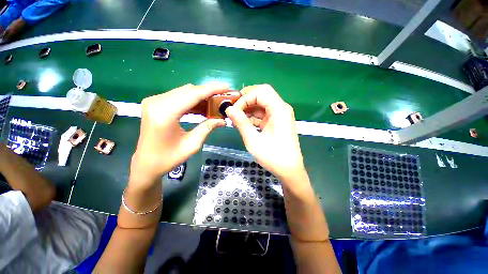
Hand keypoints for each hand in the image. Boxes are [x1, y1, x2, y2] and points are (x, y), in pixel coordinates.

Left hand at [130, 83, 228, 188]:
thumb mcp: (192, 144)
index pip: (193, 95)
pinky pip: (178, 96)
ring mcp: (154, 101)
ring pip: (184, 92)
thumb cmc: (169, 158)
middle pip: (188, 90)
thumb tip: (223, 120)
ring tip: (215, 102)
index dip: (211, 89)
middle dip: (208, 92)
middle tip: (223, 97)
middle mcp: (157, 102)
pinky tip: (201, 106)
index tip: (226, 87)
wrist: (146, 163)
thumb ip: (207, 128)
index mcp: (165, 113)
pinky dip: (191, 100)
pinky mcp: (154, 103)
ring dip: (200, 96)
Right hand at [225, 84, 306, 184]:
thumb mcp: (254, 140)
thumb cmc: (273, 157)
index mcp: (279, 110)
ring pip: (261, 104)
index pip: (261, 92)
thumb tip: (229, 109)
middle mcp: (281, 108)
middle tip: (233, 110)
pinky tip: (243, 123)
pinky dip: (253, 116)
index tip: (234, 110)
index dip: (245, 98)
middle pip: (262, 94)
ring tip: (236, 119)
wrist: (289, 170)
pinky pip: (263, 113)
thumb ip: (241, 123)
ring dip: (248, 109)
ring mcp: (280, 115)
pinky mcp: (277, 121)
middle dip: (246, 100)